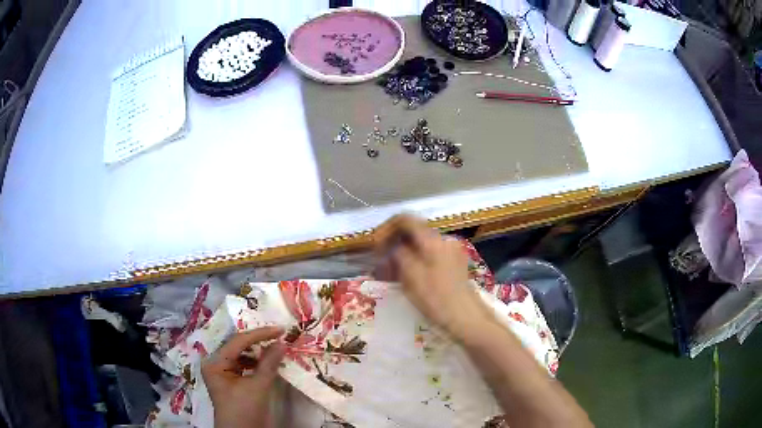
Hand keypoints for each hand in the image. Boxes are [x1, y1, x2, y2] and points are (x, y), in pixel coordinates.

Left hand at [202, 327, 285, 427]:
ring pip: (241, 354)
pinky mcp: (231, 380)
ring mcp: (222, 372)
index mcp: (215, 362)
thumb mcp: (258, 387)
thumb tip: (282, 342)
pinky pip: (244, 364)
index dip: (260, 334)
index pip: (238, 341)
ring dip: (258, 352)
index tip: (280, 330)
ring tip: (276, 348)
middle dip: (258, 341)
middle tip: (279, 336)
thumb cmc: (244, 411)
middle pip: (238, 346)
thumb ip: (269, 363)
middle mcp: (215, 363)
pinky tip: (269, 362)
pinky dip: (256, 363)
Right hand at [375, 215, 491, 339]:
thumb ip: (399, 255)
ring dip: (403, 253)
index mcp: (432, 240)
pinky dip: (415, 261)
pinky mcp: (453, 264)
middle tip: (379, 260)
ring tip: (390, 272)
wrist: (466, 317)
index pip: (405, 219)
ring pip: (420, 245)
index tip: (375, 245)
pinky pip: (429, 255)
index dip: (387, 228)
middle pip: (413, 232)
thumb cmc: (436, 298)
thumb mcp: (411, 276)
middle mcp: (443, 240)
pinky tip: (406, 277)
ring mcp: (451, 252)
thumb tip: (393, 246)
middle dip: (393, 242)